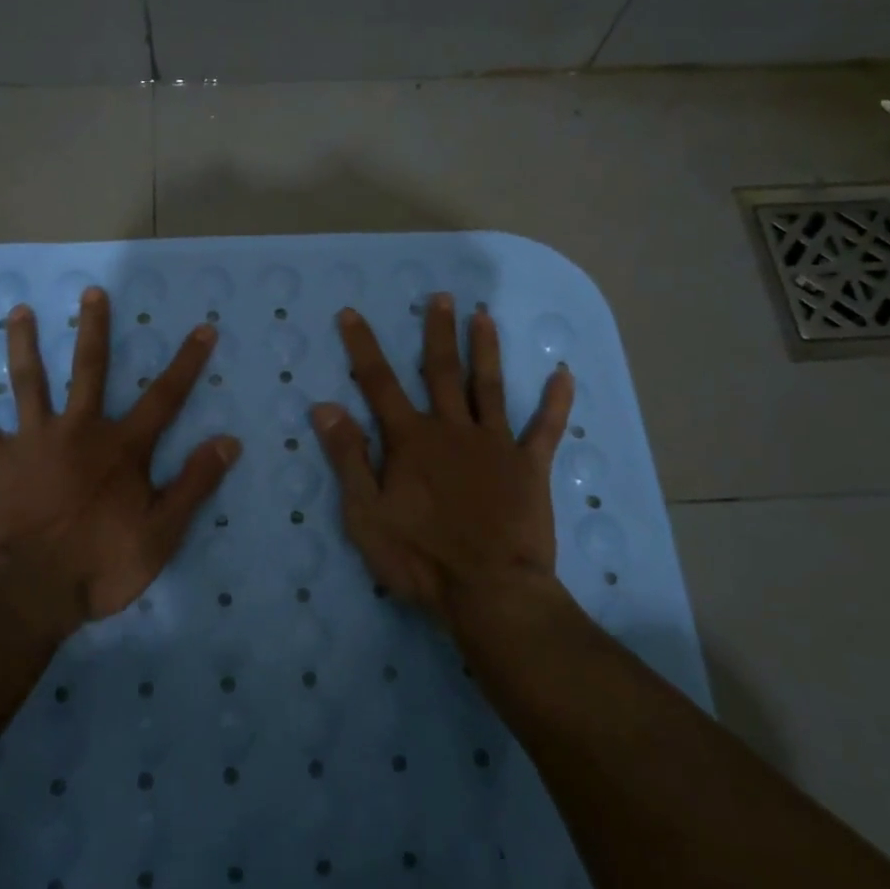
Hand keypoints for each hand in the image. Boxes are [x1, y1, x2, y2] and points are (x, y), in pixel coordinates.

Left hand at [0, 287, 241, 641]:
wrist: (30, 593)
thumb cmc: (101, 565)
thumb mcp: (163, 533)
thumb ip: (195, 484)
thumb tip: (229, 441)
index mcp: (122, 447)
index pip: (166, 397)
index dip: (188, 362)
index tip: (203, 328)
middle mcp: (79, 430)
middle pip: (90, 369)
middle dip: (94, 329)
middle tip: (91, 291)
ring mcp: (34, 441)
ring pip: (29, 382)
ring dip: (23, 344)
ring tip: (18, 311)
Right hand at [311, 295, 573, 630]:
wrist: (489, 591)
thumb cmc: (420, 556)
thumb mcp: (365, 513)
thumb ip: (348, 456)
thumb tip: (325, 406)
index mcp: (411, 440)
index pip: (378, 383)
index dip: (363, 347)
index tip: (352, 313)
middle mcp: (452, 430)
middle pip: (442, 372)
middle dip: (437, 332)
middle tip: (442, 297)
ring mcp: (495, 445)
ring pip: (489, 387)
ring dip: (486, 349)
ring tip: (484, 316)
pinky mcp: (529, 467)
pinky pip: (545, 428)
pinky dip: (555, 401)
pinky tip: (564, 373)